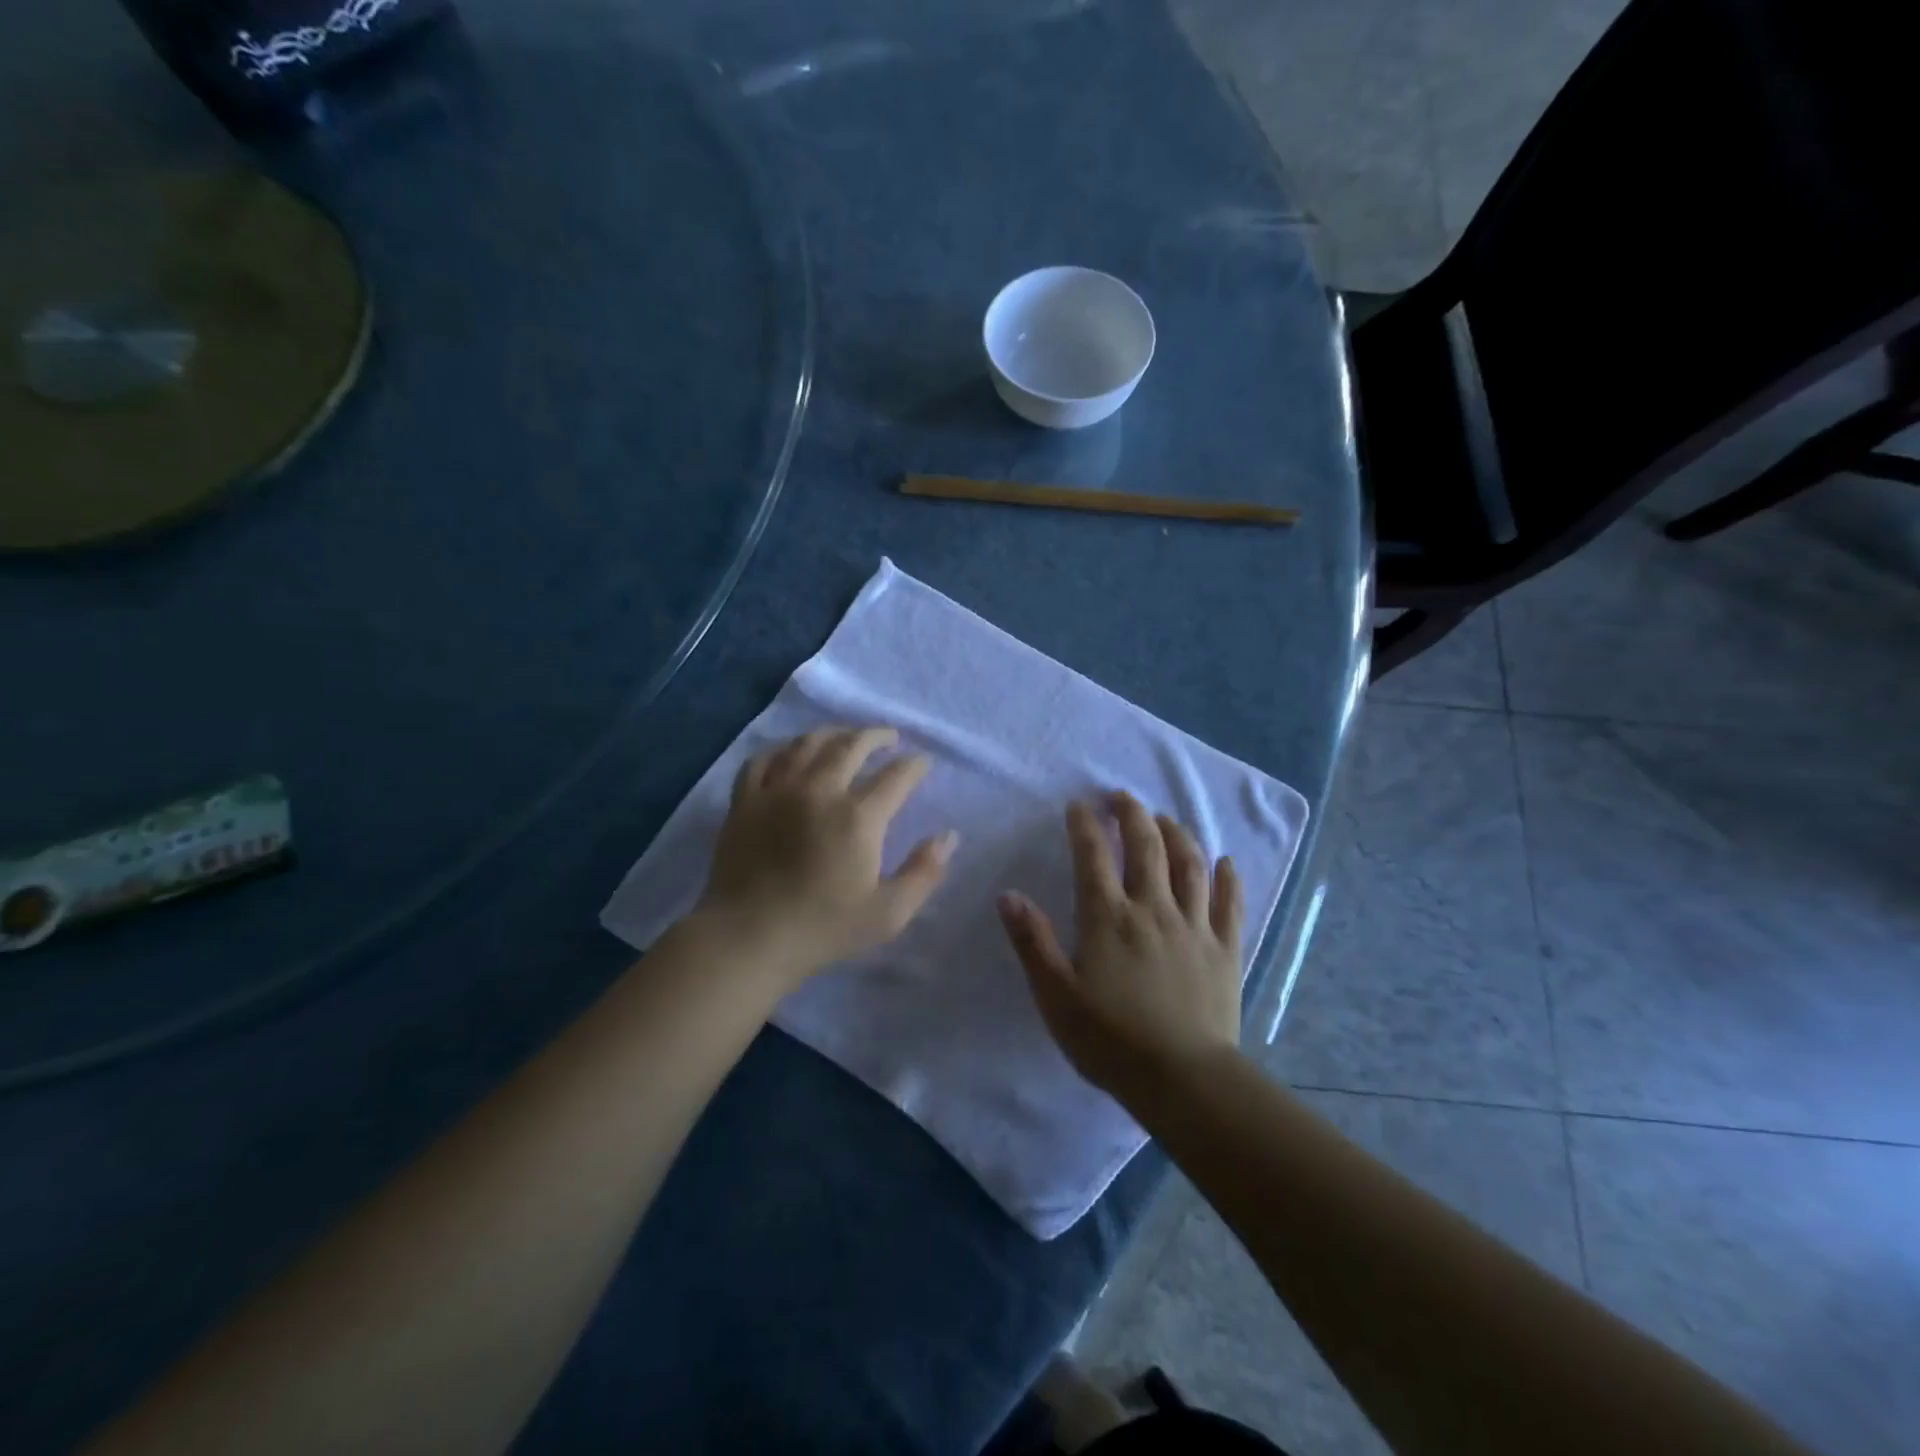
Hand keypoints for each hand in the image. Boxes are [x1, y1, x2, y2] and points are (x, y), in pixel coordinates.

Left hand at [695, 726, 956, 983]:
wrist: (748, 938)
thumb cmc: (823, 928)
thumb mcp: (888, 913)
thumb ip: (924, 872)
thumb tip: (948, 836)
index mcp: (858, 817)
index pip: (896, 776)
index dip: (914, 765)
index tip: (923, 762)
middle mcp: (820, 791)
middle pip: (853, 746)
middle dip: (877, 736)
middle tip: (890, 737)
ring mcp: (778, 791)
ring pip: (808, 743)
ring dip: (834, 733)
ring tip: (846, 736)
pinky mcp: (745, 800)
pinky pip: (763, 759)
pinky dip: (781, 749)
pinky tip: (790, 752)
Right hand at [999, 792, 1242, 1103]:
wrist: (1183, 1079)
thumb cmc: (1110, 1040)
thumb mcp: (1056, 995)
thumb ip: (1033, 942)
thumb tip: (1008, 895)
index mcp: (1108, 917)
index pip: (1093, 855)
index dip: (1085, 825)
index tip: (1079, 804)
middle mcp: (1153, 908)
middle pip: (1146, 846)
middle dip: (1133, 814)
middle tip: (1122, 796)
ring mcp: (1194, 925)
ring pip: (1189, 864)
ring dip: (1177, 834)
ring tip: (1165, 819)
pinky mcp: (1225, 948)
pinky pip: (1230, 903)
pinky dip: (1228, 878)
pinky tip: (1226, 861)